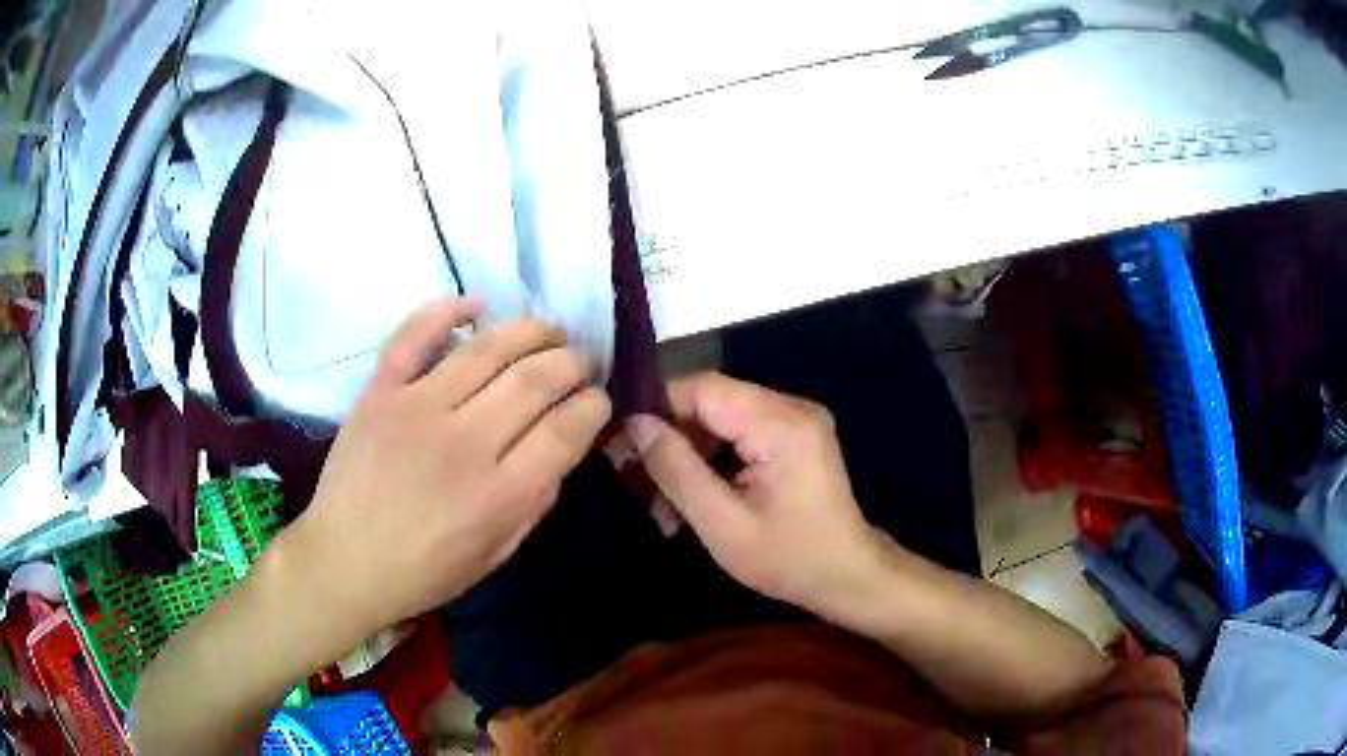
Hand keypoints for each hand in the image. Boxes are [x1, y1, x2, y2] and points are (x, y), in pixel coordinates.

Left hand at [286, 298, 610, 637]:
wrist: (345, 561)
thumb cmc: (425, 569)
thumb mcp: (497, 553)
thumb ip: (536, 500)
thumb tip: (562, 446)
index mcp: (500, 494)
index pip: (566, 428)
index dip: (594, 405)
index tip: (598, 399)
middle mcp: (465, 442)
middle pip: (536, 379)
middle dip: (573, 362)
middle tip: (582, 361)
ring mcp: (418, 409)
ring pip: (488, 348)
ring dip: (531, 330)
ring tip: (549, 330)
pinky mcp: (380, 391)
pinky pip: (414, 335)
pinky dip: (446, 310)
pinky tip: (476, 305)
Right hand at [627, 372, 883, 615]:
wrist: (848, 575)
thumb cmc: (788, 558)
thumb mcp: (722, 524)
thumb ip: (676, 469)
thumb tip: (636, 424)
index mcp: (780, 423)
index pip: (703, 388)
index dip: (658, 408)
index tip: (623, 442)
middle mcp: (792, 407)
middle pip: (712, 401)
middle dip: (672, 438)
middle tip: (638, 481)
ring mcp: (797, 419)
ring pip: (722, 417)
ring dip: (690, 454)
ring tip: (664, 503)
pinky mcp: (796, 435)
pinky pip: (742, 432)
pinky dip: (714, 459)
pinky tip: (695, 496)